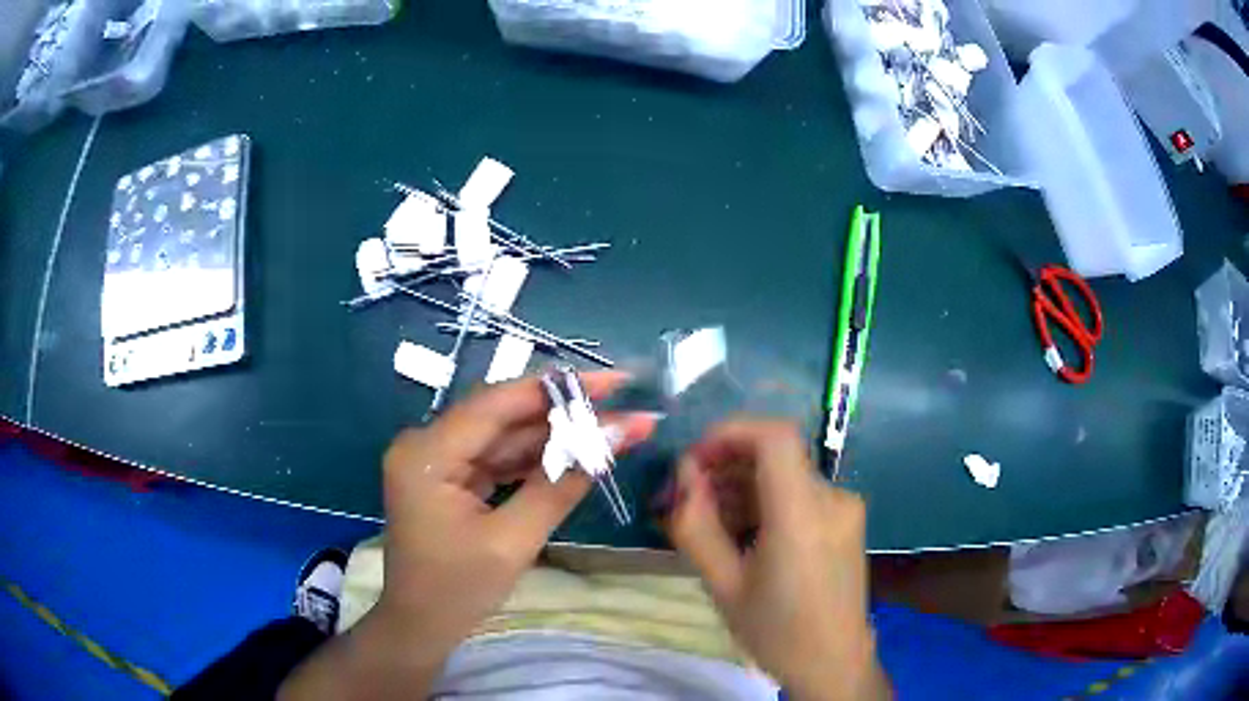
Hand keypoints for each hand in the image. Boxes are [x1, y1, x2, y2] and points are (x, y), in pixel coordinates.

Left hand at [279, 373, 653, 699]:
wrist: (422, 627)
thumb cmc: (458, 591)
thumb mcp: (512, 541)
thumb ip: (559, 485)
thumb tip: (612, 439)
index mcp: (426, 453)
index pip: (496, 405)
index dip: (557, 389)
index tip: (614, 383)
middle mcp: (426, 444)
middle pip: (503, 416)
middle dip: (565, 412)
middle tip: (623, 405)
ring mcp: (437, 460)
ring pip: (504, 436)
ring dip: (556, 435)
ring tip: (613, 428)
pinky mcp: (449, 477)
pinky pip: (498, 459)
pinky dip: (536, 459)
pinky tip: (576, 452)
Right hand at [666, 420, 888, 700]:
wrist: (834, 662)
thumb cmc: (776, 631)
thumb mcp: (724, 585)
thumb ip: (697, 526)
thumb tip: (685, 479)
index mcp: (803, 515)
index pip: (774, 437)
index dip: (730, 433)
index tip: (694, 460)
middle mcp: (832, 499)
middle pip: (775, 455)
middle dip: (726, 465)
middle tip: (688, 497)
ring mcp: (844, 507)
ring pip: (785, 475)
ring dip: (744, 485)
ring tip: (709, 519)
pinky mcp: (846, 520)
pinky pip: (800, 494)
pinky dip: (766, 501)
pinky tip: (742, 531)